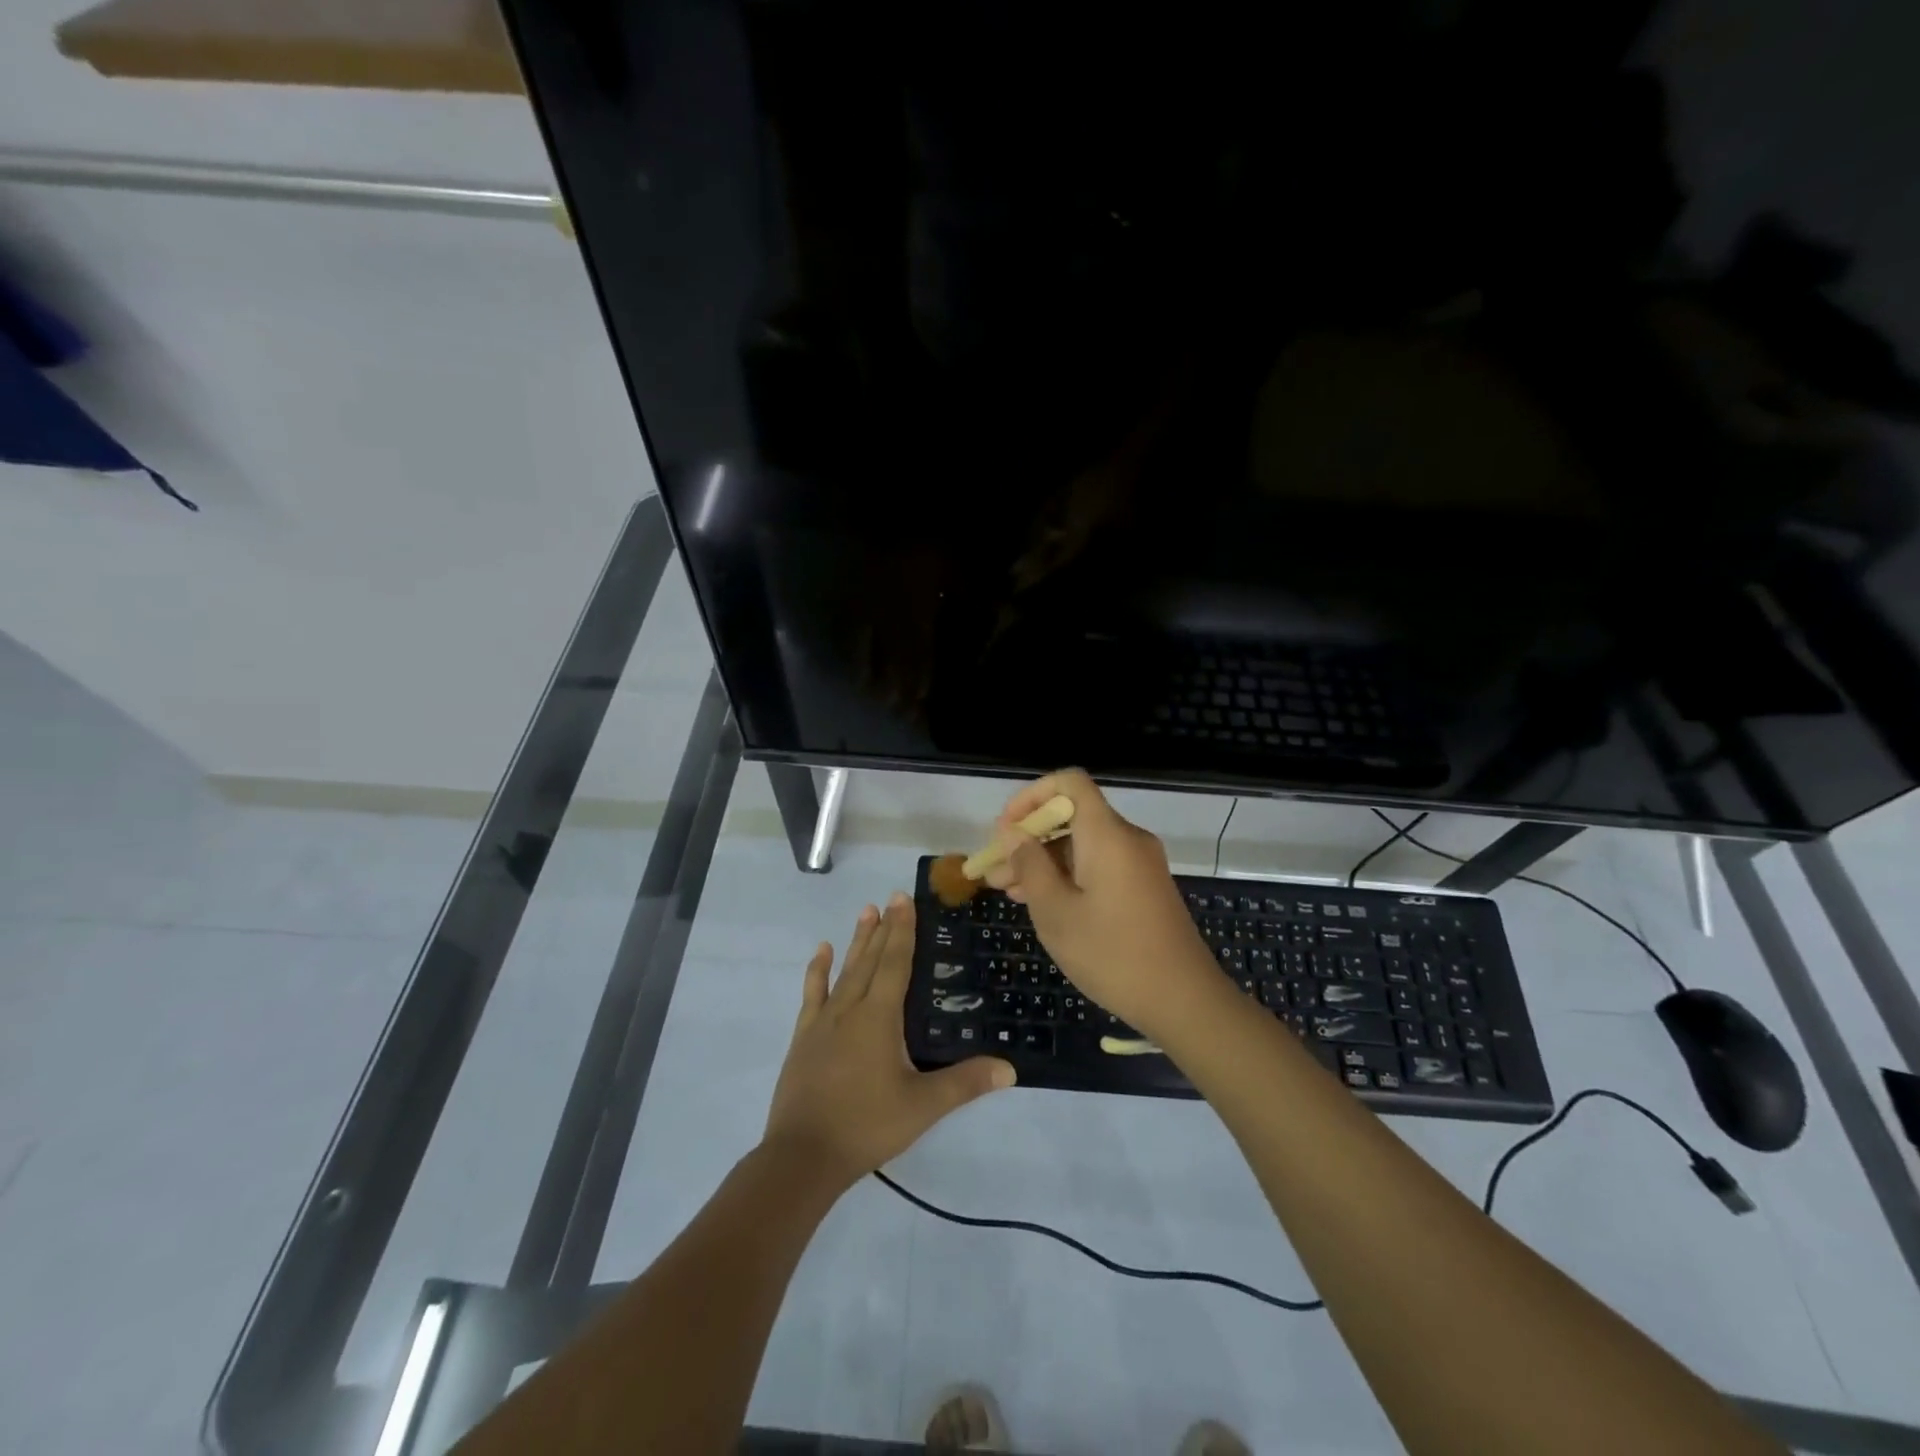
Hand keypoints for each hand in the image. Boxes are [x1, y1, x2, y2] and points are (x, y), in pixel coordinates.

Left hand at [763, 894, 1015, 1190]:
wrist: (802, 1157)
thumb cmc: (866, 1126)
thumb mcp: (922, 1107)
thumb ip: (965, 1083)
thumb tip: (1010, 1068)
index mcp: (879, 1018)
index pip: (895, 963)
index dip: (902, 931)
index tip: (904, 899)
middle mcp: (850, 1009)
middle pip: (870, 960)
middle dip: (884, 928)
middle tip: (891, 897)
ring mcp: (823, 1022)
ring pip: (844, 971)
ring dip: (856, 941)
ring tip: (866, 911)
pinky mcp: (804, 1038)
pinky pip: (812, 994)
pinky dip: (818, 971)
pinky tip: (822, 952)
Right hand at [984, 770, 1217, 1038]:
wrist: (1184, 1001)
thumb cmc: (1112, 955)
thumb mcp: (1056, 913)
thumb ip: (1030, 866)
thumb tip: (1013, 833)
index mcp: (1107, 835)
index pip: (1069, 782)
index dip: (1031, 796)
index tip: (1006, 830)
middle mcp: (1127, 839)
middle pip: (1072, 816)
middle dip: (1030, 838)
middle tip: (995, 872)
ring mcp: (1140, 864)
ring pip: (1083, 845)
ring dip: (1045, 861)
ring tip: (1010, 892)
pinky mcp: (1145, 887)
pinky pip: (1100, 865)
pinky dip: (1069, 875)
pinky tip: (1044, 903)